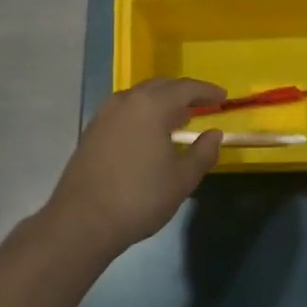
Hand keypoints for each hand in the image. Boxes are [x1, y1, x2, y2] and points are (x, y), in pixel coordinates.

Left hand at [42, 78, 225, 256]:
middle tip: (203, 105)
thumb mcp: (182, 179)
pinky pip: (125, 110)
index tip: (223, 97)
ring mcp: (105, 114)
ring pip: (139, 97)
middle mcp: (126, 101)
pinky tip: (150, 133)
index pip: (185, 88)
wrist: (83, 220)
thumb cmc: (140, 198)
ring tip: (178, 118)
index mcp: (151, 106)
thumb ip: (203, 152)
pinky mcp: (92, 130)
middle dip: (183, 93)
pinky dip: (143, 113)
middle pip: (160, 86)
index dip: (207, 91)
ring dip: (161, 102)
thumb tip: (214, 134)